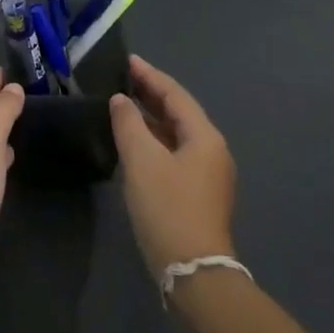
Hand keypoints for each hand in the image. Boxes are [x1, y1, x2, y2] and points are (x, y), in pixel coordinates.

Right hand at [110, 54, 237, 276]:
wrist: (193, 272)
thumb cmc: (167, 208)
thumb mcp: (141, 161)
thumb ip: (129, 124)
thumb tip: (121, 100)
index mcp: (204, 137)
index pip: (175, 94)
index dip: (150, 76)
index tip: (128, 60)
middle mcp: (212, 150)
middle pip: (179, 112)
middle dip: (152, 94)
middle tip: (123, 78)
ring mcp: (208, 174)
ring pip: (177, 133)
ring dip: (152, 117)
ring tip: (124, 105)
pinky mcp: (198, 193)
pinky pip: (174, 152)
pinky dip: (154, 139)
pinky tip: (135, 142)